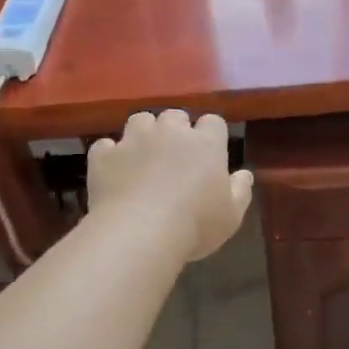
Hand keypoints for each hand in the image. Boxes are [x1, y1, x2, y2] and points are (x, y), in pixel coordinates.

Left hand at [87, 109, 252, 261]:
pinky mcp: (105, 155)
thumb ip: (240, 191)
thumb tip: (244, 174)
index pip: (213, 122)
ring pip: (140, 120)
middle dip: (176, 130)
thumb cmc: (195, 225)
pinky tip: (114, 171)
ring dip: (143, 133)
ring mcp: (134, 140)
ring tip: (143, 156)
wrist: (139, 232)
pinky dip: (111, 155)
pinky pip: (106, 146)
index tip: (210, 153)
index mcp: (205, 144)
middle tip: (175, 156)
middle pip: (175, 116)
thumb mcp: (232, 216)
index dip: (211, 134)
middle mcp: (170, 132)